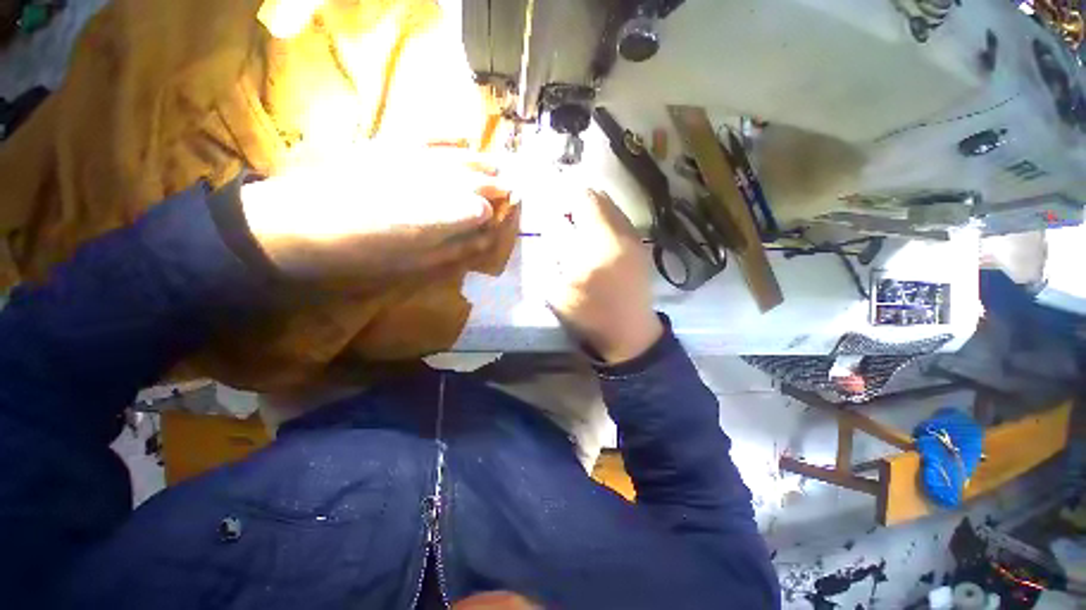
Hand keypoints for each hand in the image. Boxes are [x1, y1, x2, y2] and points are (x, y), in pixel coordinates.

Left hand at [239, 146, 509, 282]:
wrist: (301, 223)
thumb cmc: (364, 253)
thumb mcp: (416, 262)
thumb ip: (456, 247)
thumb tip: (486, 235)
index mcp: (439, 215)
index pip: (482, 207)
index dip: (496, 209)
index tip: (506, 213)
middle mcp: (431, 180)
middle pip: (474, 178)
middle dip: (495, 184)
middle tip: (508, 190)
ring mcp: (410, 157)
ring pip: (457, 155)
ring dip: (480, 160)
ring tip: (496, 166)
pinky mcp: (389, 144)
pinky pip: (427, 134)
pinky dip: (448, 136)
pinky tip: (463, 137)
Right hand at [541, 187, 661, 362]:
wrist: (630, 332)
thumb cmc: (590, 315)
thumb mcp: (558, 291)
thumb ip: (551, 254)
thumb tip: (552, 225)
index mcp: (598, 246)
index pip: (582, 199)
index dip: (563, 194)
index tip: (550, 203)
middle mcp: (621, 234)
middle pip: (599, 196)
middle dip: (576, 198)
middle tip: (561, 212)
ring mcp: (635, 238)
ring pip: (611, 205)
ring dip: (591, 206)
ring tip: (577, 222)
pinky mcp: (641, 245)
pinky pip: (620, 218)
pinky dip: (604, 216)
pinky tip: (595, 233)